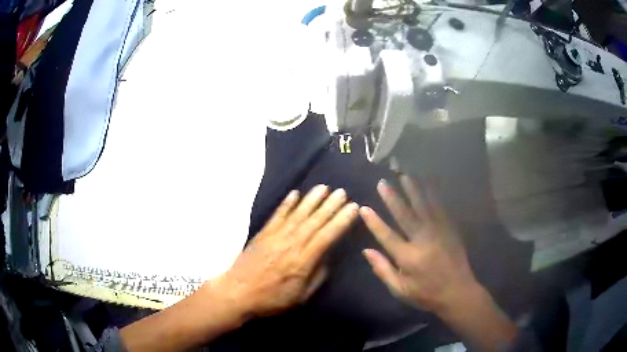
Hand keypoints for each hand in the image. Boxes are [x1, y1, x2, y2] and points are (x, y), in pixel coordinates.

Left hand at [211, 185, 358, 316]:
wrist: (238, 292)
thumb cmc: (272, 298)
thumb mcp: (301, 296)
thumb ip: (317, 276)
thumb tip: (327, 257)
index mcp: (304, 261)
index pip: (327, 236)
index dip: (341, 221)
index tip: (353, 207)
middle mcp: (292, 244)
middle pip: (315, 221)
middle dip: (330, 205)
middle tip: (342, 192)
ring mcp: (276, 236)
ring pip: (298, 214)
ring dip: (312, 200)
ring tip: (324, 187)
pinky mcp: (263, 233)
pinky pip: (278, 215)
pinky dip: (287, 203)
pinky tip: (295, 193)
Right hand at [359, 176, 480, 315]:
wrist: (458, 292)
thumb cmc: (426, 294)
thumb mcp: (400, 290)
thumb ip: (383, 270)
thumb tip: (366, 250)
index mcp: (409, 258)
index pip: (387, 236)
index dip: (374, 222)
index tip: (364, 207)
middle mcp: (423, 241)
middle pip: (406, 215)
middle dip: (393, 198)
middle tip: (383, 182)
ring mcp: (439, 233)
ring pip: (424, 207)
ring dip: (414, 190)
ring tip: (405, 175)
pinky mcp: (450, 230)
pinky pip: (441, 208)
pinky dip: (434, 195)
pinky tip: (429, 184)